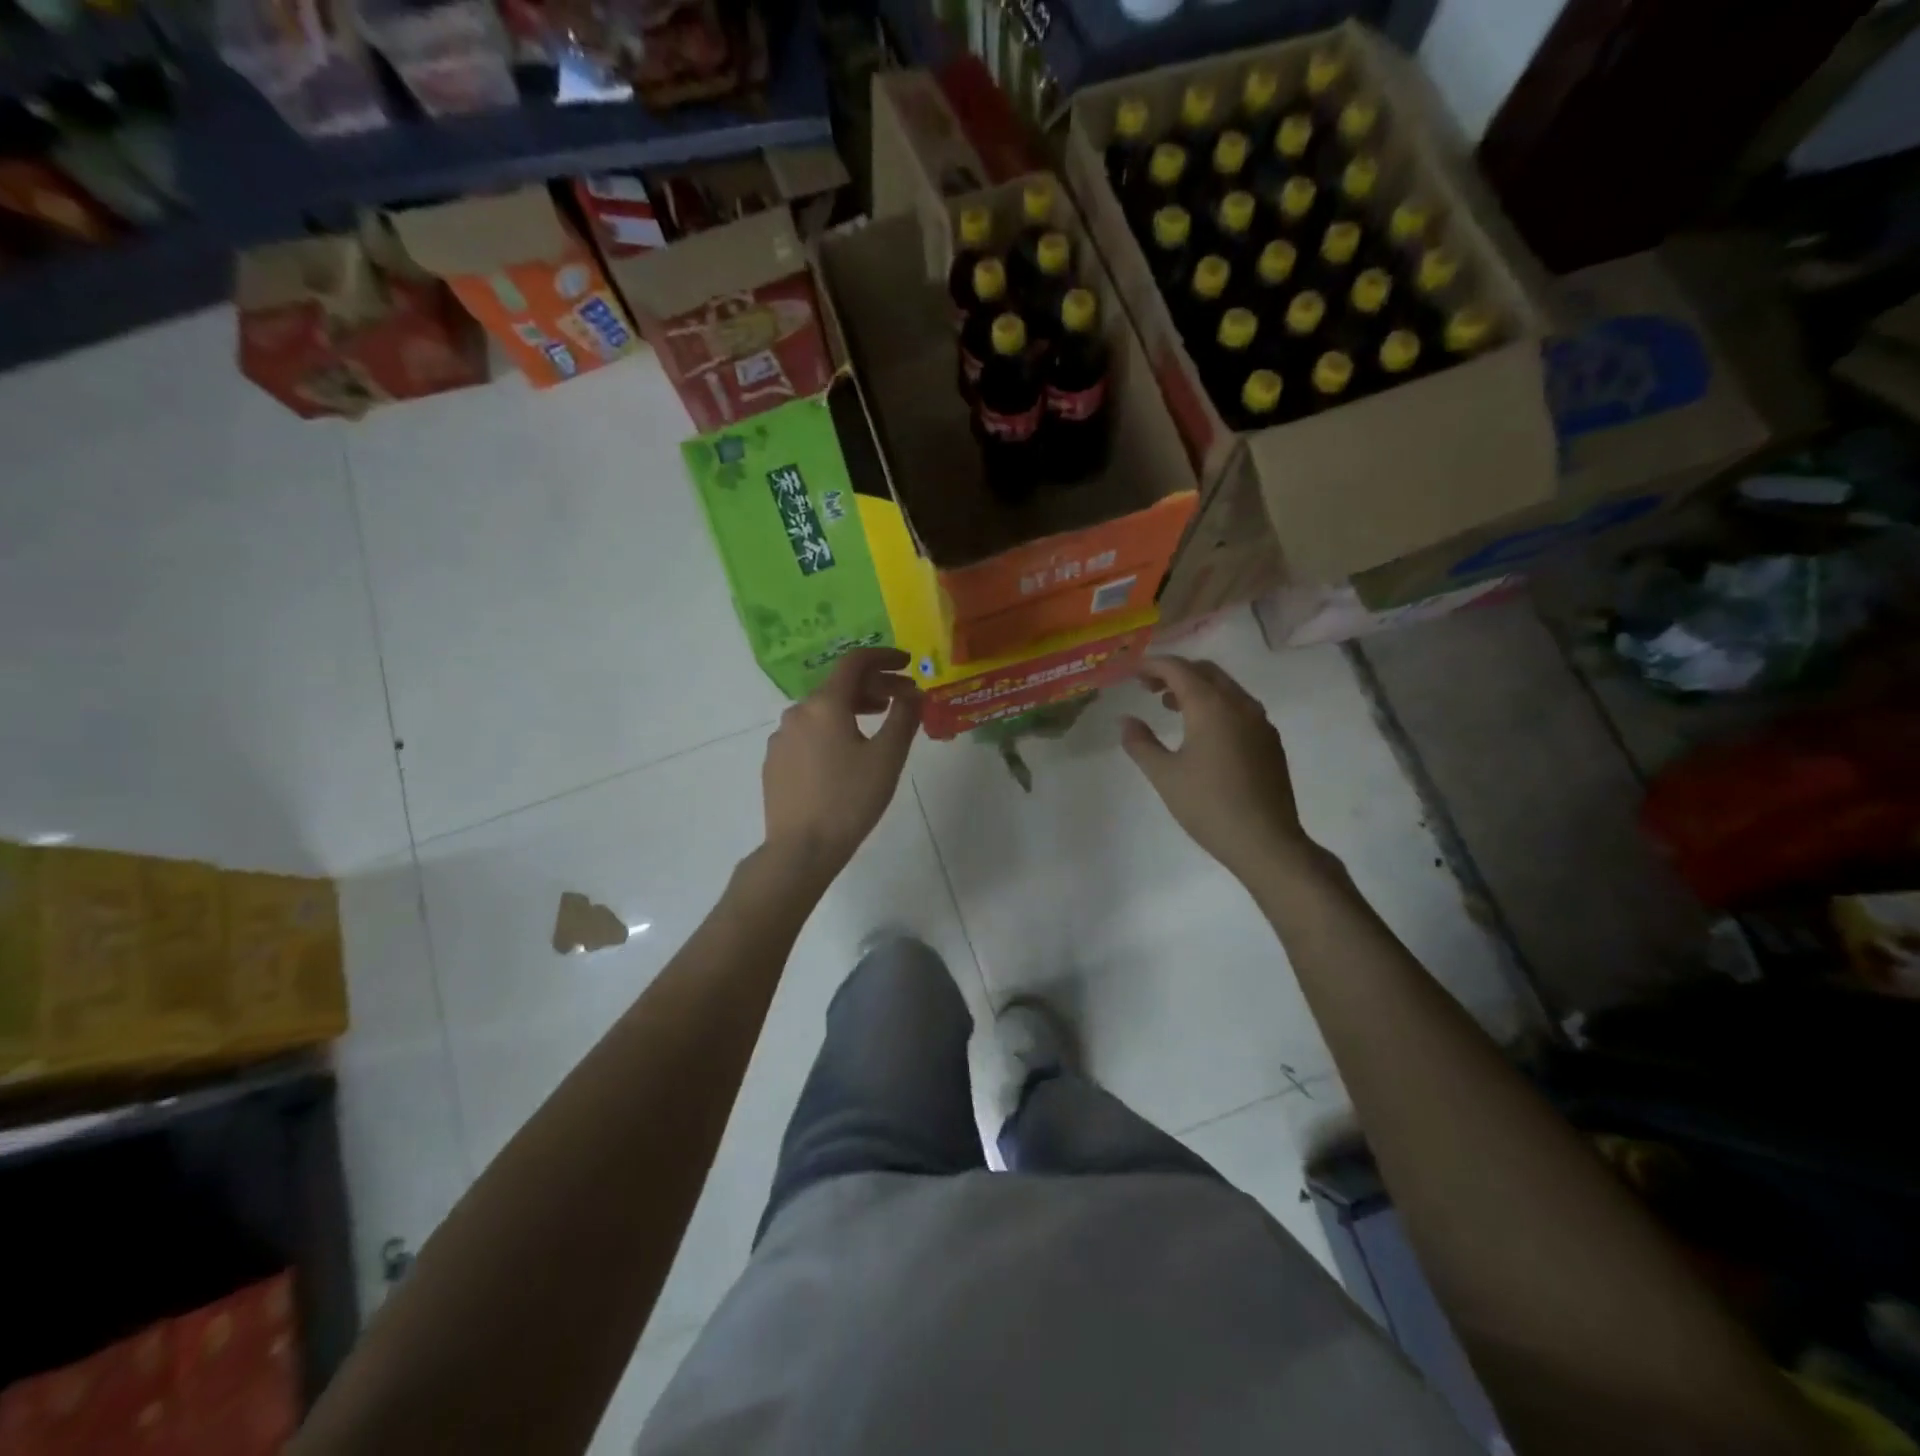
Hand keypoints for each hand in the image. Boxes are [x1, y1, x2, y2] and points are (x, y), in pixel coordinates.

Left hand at [762, 647, 922, 875]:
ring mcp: (781, 737)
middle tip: (902, 698)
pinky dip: (832, 729)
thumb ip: (904, 717)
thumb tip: (914, 692)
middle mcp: (797, 712)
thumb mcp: (887, 757)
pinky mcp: (775, 761)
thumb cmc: (849, 800)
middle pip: (839, 685)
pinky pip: (808, 732)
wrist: (800, 849)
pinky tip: (846, 752)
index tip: (908, 664)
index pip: (855, 662)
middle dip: (874, 686)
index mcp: (825, 704)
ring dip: (853, 707)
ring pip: (822, 710)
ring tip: (878, 721)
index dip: (884, 657)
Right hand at [1121, 655, 1313, 881]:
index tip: (1132, 672)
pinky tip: (1202, 731)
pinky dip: (1215, 704)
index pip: (1178, 669)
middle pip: (1205, 671)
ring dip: (1196, 688)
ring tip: (1170, 706)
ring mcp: (1260, 722)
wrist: (1266, 841)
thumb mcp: (1164, 775)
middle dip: (1175, 672)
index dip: (1152, 665)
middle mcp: (1240, 704)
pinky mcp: (1270, 741)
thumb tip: (1125, 720)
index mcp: (1211, 706)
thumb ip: (1141, 743)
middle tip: (1148, 687)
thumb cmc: (1208, 806)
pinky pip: (1239, 707)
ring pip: (1225, 688)